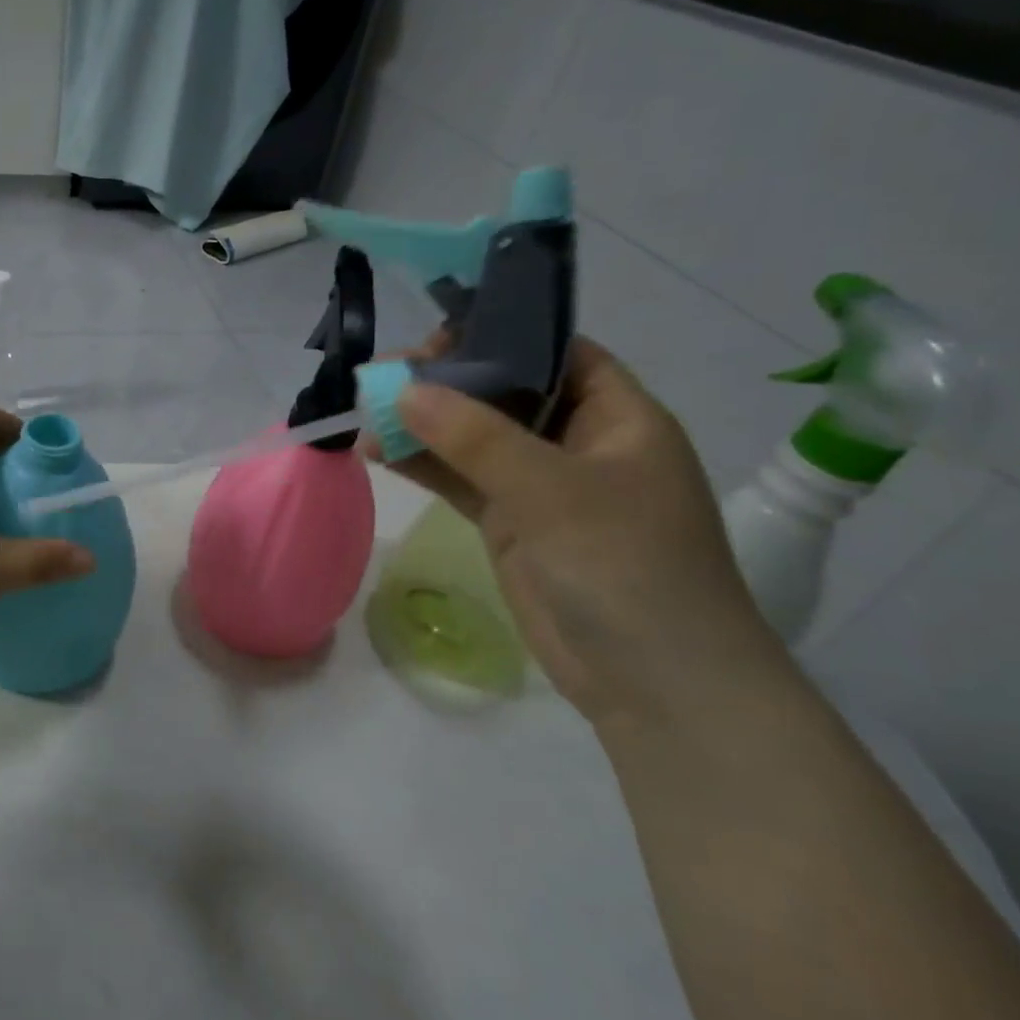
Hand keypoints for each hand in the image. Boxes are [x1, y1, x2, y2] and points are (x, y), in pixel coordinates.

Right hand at [371, 338, 792, 728]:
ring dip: (423, 425)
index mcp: (619, 418)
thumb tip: (403, 389)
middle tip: (383, 377)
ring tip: (364, 413)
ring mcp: (542, 487)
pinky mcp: (513, 524)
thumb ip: (476, 436)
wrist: (655, 683)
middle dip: (445, 382)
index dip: (500, 335)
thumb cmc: (626, 568)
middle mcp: (579, 443)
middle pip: (505, 393)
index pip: (558, 353)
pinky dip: (423, 465)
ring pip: (474, 438)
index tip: (435, 338)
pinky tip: (377, 452)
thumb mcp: (552, 491)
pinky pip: (461, 480)